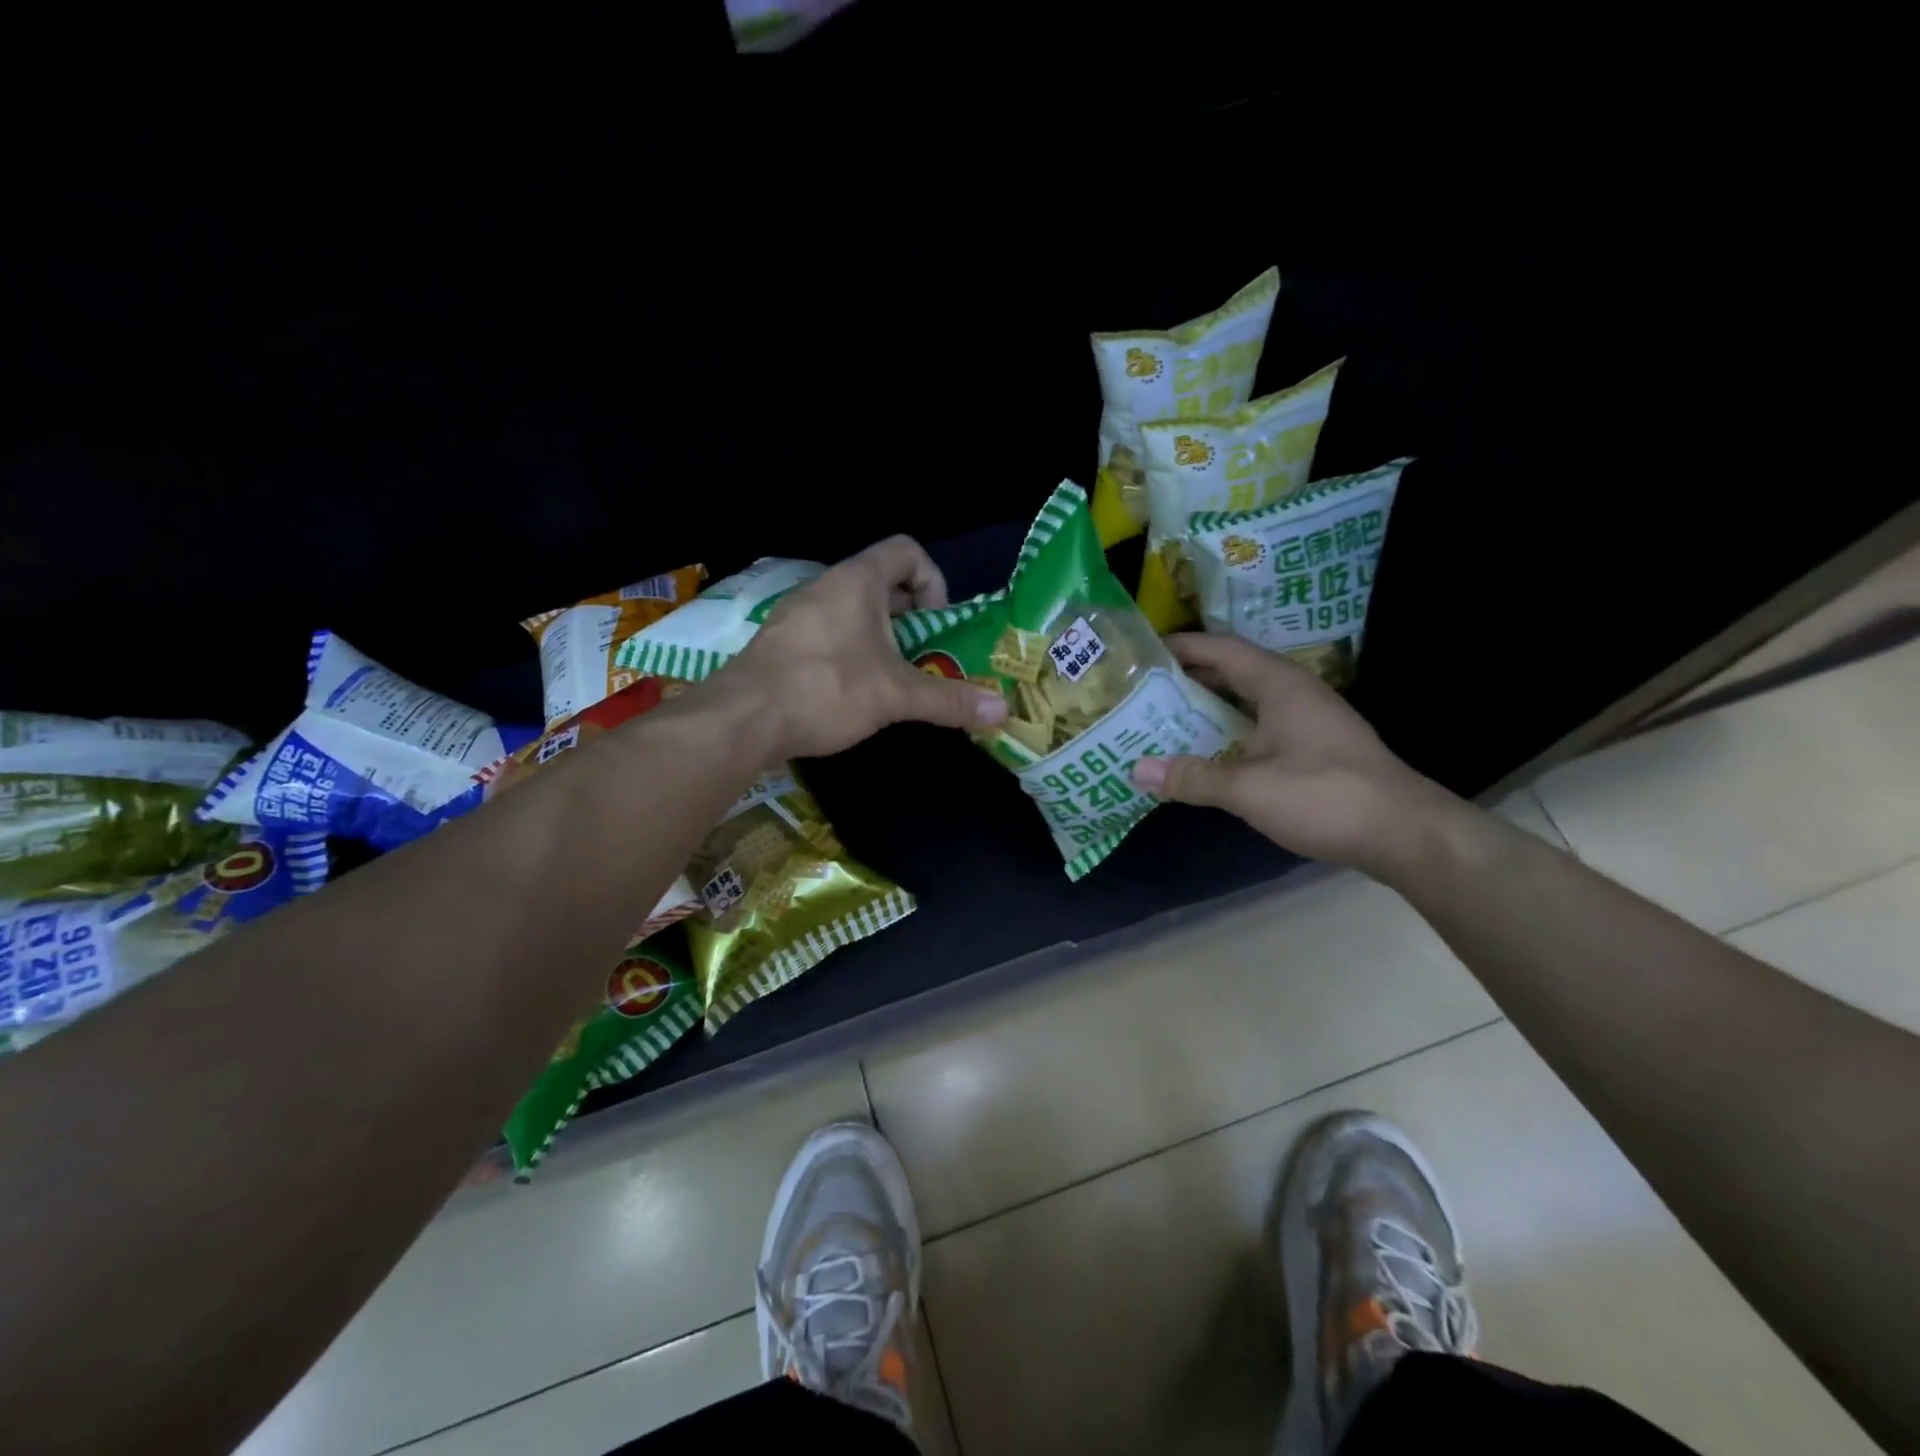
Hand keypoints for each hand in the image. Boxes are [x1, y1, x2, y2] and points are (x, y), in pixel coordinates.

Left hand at [716, 536, 1007, 759]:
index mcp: (858, 581)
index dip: (932, 581)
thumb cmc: (828, 689)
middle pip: (882, 583)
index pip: (906, 550)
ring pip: (853, 611)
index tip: (936, 624)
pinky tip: (852, 691)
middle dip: (911, 617)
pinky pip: (828, 632)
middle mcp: (826, 586)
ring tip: (891, 678)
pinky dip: (850, 651)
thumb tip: (1003, 713)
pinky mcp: (781, 642)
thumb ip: (950, 701)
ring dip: (881, 638)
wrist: (744, 718)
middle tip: (923, 656)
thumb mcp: (897, 696)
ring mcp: (798, 614)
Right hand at [1129, 634, 1459, 873]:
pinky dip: (1230, 729)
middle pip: (1234, 671)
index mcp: (1279, 684)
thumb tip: (1136, 770)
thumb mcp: (1249, 788)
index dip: (1183, 646)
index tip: (1143, 652)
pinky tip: (1209, 751)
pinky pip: (1261, 725)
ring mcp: (1309, 720)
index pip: (1222, 649)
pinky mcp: (1316, 748)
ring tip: (1165, 715)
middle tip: (1144, 687)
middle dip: (1190, 676)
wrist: (1405, 833)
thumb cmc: (1325, 795)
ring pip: (1248, 700)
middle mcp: (1294, 692)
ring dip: (1210, 704)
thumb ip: (1192, 777)